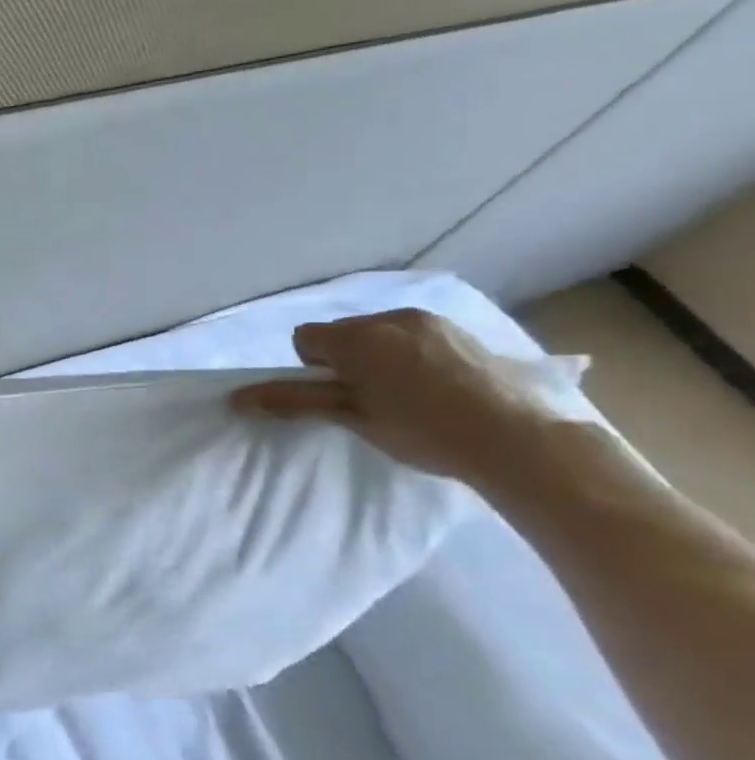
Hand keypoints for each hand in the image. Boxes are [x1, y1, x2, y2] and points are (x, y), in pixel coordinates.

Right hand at [229, 309, 563, 485]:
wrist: (524, 441)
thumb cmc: (424, 430)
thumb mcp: (352, 417)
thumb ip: (293, 401)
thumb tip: (235, 398)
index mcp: (357, 337)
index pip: (305, 338)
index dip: (313, 368)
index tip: (338, 397)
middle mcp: (389, 318)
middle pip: (344, 333)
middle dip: (347, 360)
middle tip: (371, 400)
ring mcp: (432, 322)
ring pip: (382, 333)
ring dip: (381, 356)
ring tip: (409, 396)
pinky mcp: (465, 332)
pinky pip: (418, 336)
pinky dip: (415, 355)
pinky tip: (441, 387)